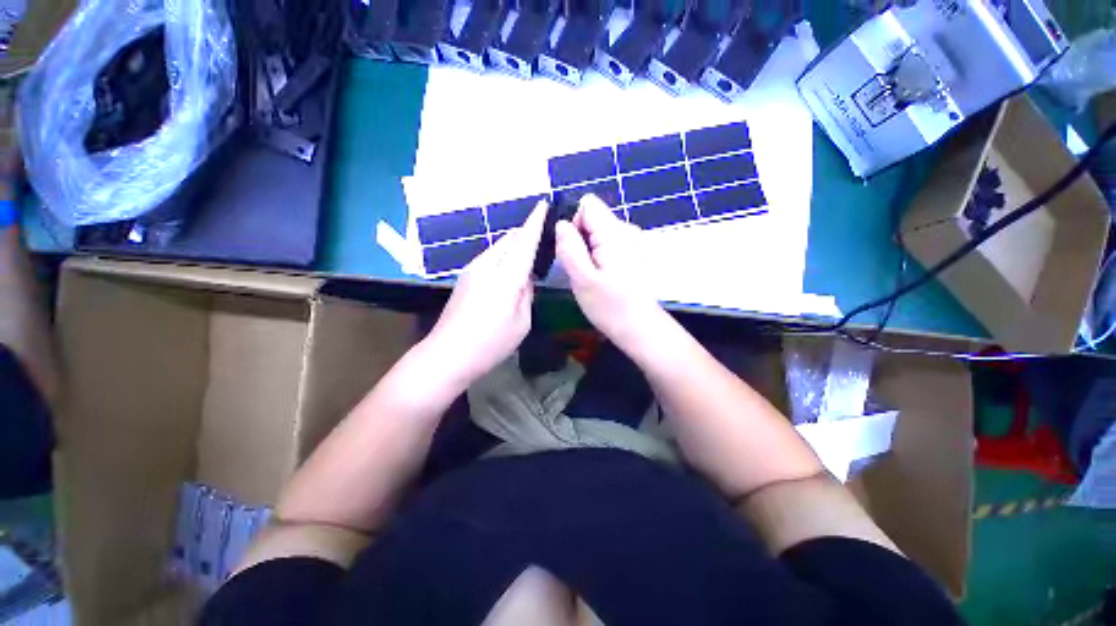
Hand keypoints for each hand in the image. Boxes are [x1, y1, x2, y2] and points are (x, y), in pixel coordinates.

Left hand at [426, 201, 546, 385]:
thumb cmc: (490, 343)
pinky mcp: (464, 278)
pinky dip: (503, 258)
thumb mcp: (521, 322)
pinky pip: (489, 258)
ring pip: (498, 247)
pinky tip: (508, 273)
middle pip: (509, 240)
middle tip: (542, 243)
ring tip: (527, 259)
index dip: (535, 222)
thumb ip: (526, 294)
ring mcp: (472, 271)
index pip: (523, 242)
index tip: (543, 204)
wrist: (446, 355)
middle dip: (525, 234)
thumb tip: (525, 277)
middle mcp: (486, 266)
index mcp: (505, 278)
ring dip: (513, 247)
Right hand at [555, 194, 663, 350]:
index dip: (573, 222)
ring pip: (599, 233)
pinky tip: (601, 278)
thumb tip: (560, 223)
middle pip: (593, 218)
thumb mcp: (582, 279)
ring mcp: (632, 242)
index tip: (572, 249)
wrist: (640, 328)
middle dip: (579, 238)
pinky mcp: (633, 254)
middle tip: (579, 268)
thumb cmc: (610, 306)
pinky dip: (599, 256)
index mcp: (614, 233)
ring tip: (590, 276)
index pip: (588, 204)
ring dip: (588, 249)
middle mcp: (626, 230)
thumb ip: (569, 247)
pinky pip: (608, 244)